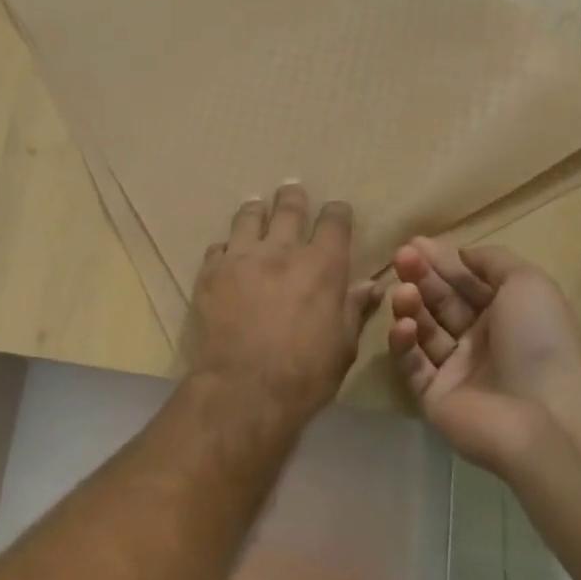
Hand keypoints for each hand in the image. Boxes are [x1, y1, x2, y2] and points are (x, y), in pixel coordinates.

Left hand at [185, 184, 379, 423]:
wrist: (243, 389)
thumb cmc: (304, 373)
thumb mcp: (343, 345)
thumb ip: (354, 309)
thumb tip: (370, 286)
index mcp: (322, 265)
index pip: (334, 222)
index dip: (336, 212)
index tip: (336, 210)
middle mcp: (281, 250)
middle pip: (288, 209)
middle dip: (293, 198)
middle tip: (291, 190)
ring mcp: (241, 258)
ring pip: (248, 218)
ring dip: (255, 211)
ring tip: (255, 207)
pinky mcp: (210, 273)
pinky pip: (218, 247)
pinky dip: (226, 247)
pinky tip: (226, 252)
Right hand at [387, 239, 580, 472]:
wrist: (544, 416)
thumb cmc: (539, 341)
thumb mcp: (528, 283)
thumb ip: (493, 261)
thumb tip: (462, 254)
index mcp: (505, 315)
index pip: (465, 283)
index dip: (441, 262)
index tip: (414, 243)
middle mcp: (480, 341)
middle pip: (440, 302)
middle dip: (420, 278)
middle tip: (400, 258)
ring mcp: (455, 370)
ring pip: (423, 331)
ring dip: (410, 307)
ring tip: (402, 293)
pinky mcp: (433, 396)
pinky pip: (412, 365)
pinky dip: (403, 344)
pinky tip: (403, 327)